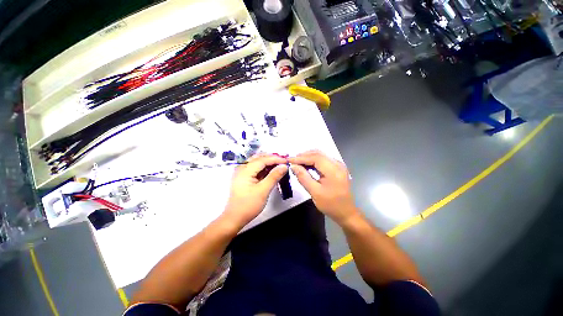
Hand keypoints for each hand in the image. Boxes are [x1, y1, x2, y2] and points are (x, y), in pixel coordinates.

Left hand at [223, 154, 287, 226]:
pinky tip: (272, 171)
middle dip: (272, 158)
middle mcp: (242, 168)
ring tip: (280, 165)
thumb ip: (274, 176)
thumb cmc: (248, 205)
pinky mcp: (245, 178)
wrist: (235, 218)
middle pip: (259, 158)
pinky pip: (256, 169)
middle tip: (284, 161)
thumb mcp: (263, 191)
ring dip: (269, 162)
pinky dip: (265, 168)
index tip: (286, 161)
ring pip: (258, 162)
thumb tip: (284, 166)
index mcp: (245, 170)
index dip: (275, 159)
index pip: (263, 159)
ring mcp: (243, 173)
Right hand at [289, 150, 358, 224]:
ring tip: (297, 162)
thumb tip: (293, 166)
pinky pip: (323, 159)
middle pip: (318, 154)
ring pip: (320, 155)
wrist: (346, 212)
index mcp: (334, 170)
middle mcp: (338, 164)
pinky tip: (306, 164)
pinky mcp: (337, 167)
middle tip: (292, 160)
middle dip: (304, 155)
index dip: (301, 158)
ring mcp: (338, 165)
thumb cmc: (331, 205)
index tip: (289, 160)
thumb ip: (303, 177)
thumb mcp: (315, 192)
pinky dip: (313, 160)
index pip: (315, 158)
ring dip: (308, 157)